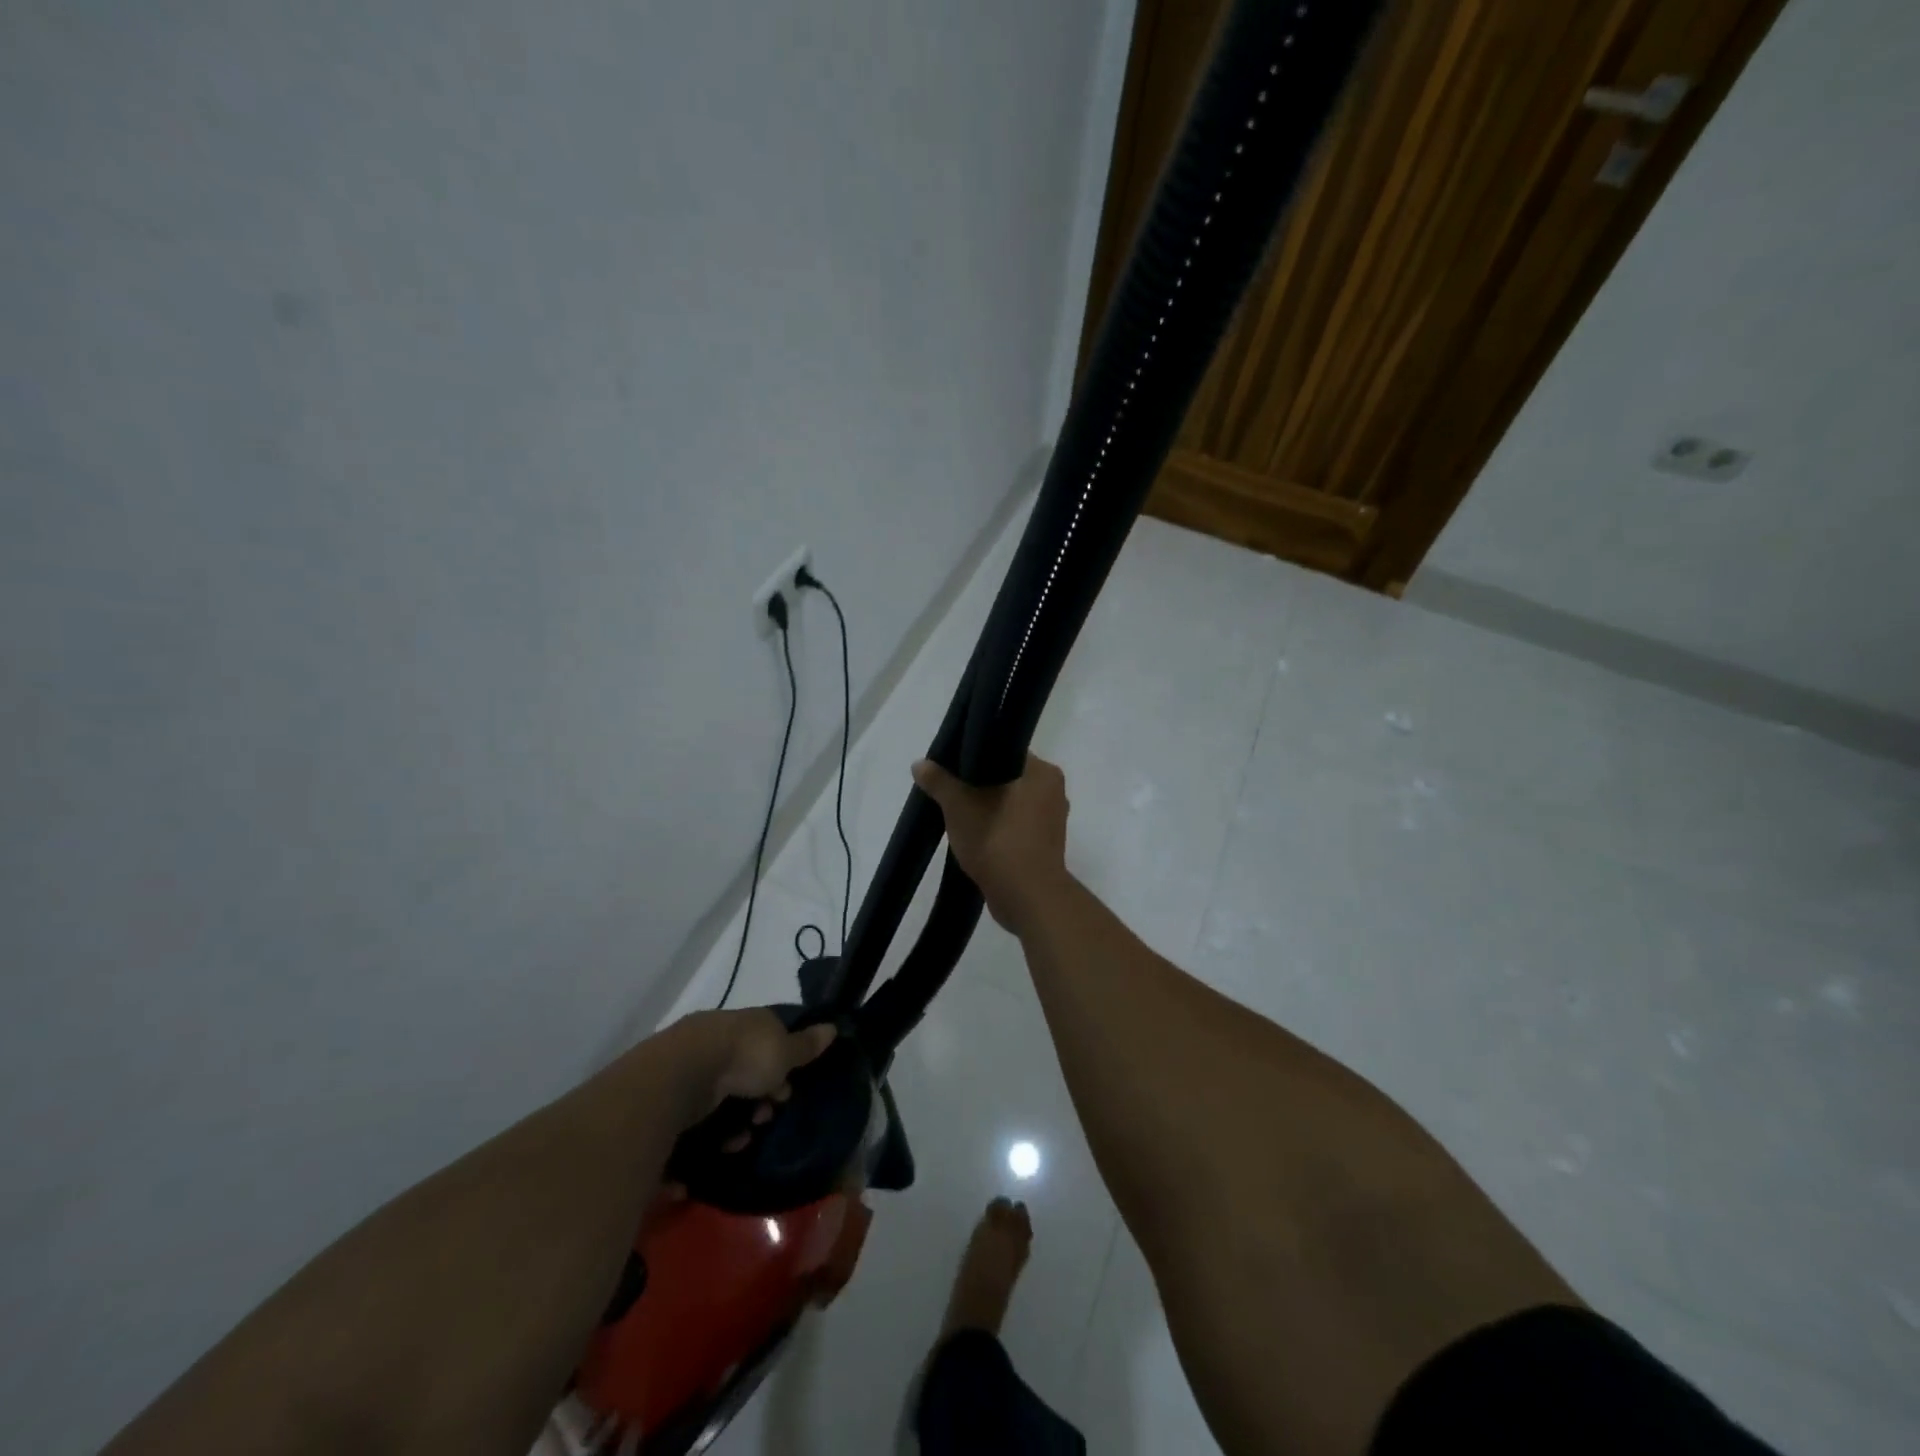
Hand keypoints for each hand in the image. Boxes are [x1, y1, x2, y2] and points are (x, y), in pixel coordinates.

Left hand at [668, 1009, 835, 1133]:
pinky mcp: (667, 1095)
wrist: (681, 1075)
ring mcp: (689, 1066)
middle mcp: (716, 1039)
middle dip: (757, 1099)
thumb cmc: (742, 1057)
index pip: (767, 1040)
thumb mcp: (783, 1051)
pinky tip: (713, 1150)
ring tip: (737, 1142)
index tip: (785, 1091)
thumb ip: (806, 1045)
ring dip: (733, 1123)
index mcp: (744, 1024)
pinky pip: (693, 1121)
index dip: (781, 1067)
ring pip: (719, 1099)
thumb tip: (832, 1027)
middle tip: (763, 1119)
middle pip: (743, 1072)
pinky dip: (704, 1138)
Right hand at [912, 754, 1071, 933]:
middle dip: (980, 784)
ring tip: (958, 812)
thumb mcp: (960, 806)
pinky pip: (1016, 826)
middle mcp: (1054, 792)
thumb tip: (919, 764)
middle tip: (950, 788)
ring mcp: (1052, 822)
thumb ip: (940, 782)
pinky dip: (997, 828)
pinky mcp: (1045, 847)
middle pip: (1008, 778)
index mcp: (1043, 773)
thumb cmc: (998, 841)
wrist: (1027, 898)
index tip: (953, 764)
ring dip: (988, 808)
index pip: (1008, 751)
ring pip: (1012, 804)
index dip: (978, 755)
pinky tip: (974, 835)